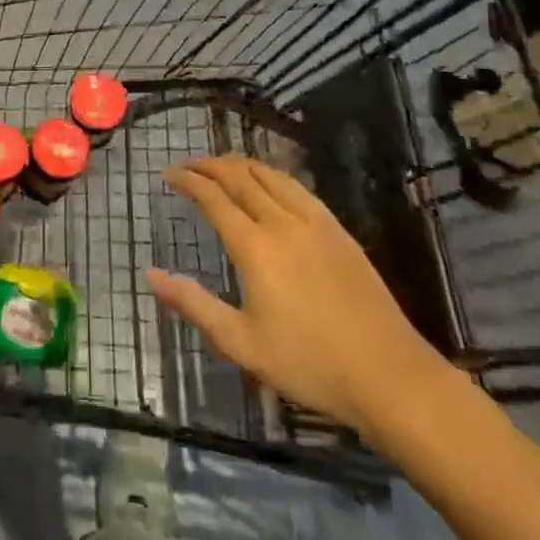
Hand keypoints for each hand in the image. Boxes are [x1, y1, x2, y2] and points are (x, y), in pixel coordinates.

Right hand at [147, 157, 451, 442]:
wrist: (388, 375)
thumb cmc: (309, 364)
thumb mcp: (241, 343)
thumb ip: (194, 305)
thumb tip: (151, 275)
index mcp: (255, 247)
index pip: (212, 197)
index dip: (187, 180)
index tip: (167, 173)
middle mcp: (282, 222)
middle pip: (240, 176)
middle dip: (210, 165)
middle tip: (189, 165)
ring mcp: (315, 222)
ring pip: (271, 175)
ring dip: (241, 164)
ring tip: (223, 166)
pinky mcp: (338, 230)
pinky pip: (298, 187)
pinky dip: (273, 175)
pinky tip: (271, 183)